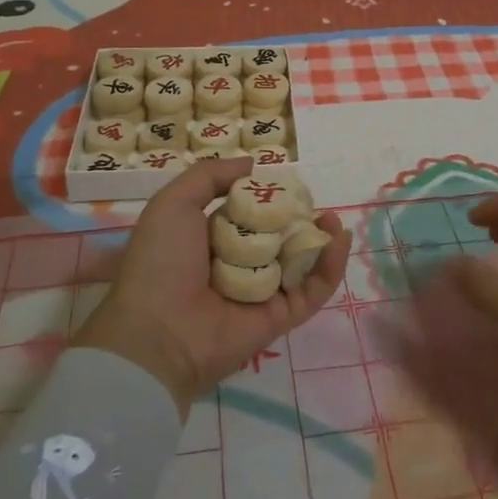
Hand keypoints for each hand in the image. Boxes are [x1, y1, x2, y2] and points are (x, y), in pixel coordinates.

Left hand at [74, 156, 349, 417]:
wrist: (157, 333)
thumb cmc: (161, 262)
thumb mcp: (174, 203)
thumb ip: (211, 176)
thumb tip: (253, 165)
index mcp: (211, 240)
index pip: (249, 214)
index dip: (270, 197)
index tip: (289, 183)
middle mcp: (238, 265)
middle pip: (280, 236)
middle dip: (300, 216)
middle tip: (315, 201)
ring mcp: (261, 293)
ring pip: (301, 262)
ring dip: (321, 238)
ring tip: (332, 219)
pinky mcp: (280, 318)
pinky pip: (312, 290)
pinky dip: (331, 266)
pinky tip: (340, 240)